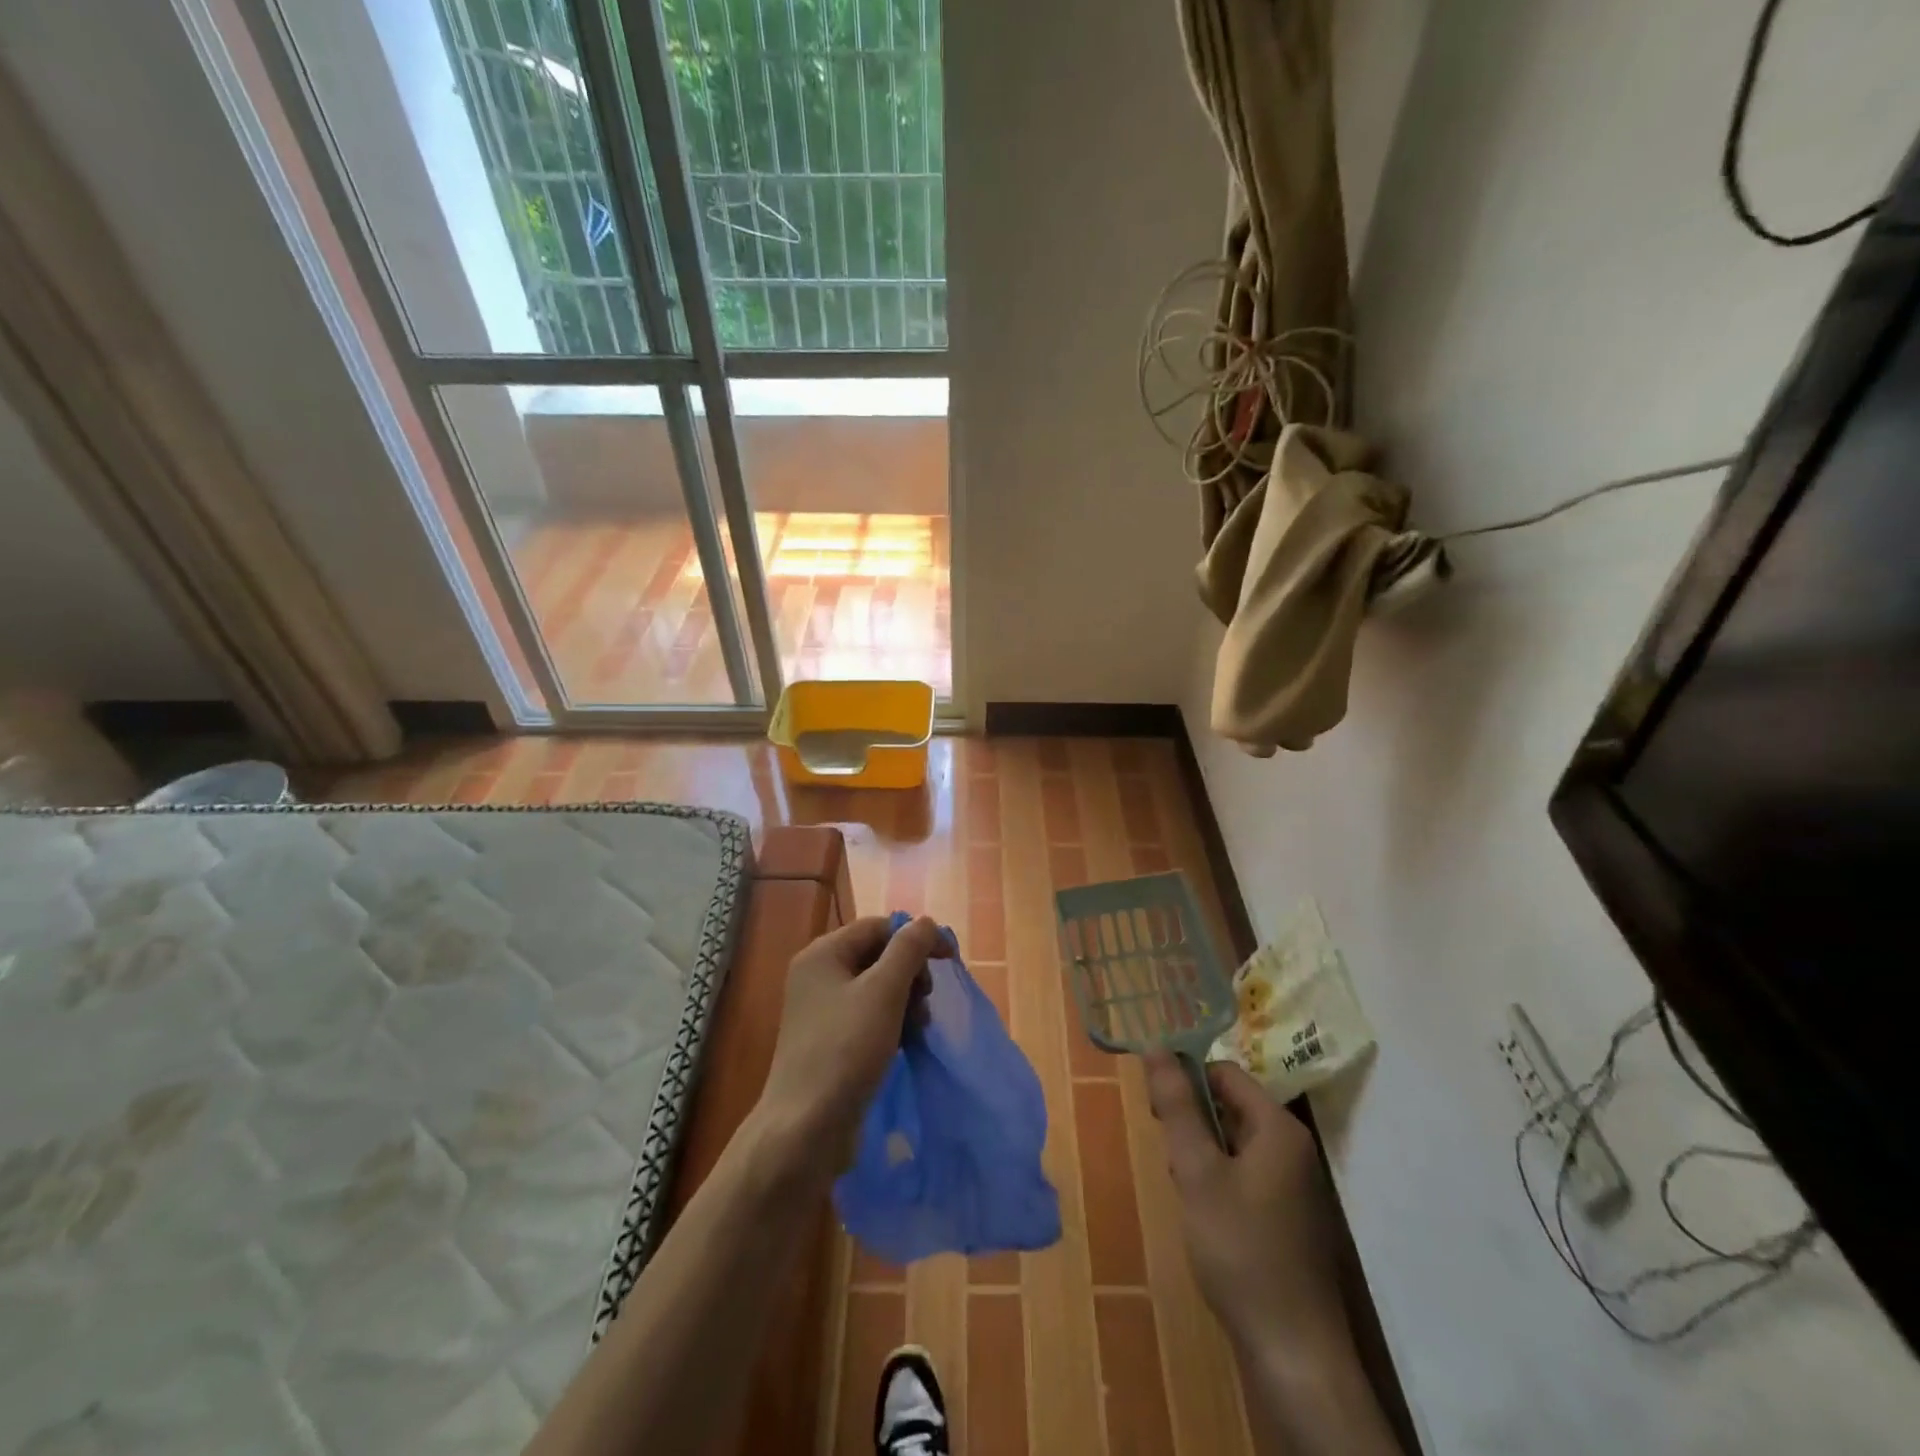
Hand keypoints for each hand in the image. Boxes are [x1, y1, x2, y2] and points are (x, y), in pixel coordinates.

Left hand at [756, 916, 949, 1174]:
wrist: (806, 1128)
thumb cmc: (846, 1049)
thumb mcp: (883, 992)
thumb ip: (908, 950)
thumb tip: (926, 922)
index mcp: (822, 953)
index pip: (878, 927)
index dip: (916, 938)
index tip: (948, 961)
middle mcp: (818, 975)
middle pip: (877, 955)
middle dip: (910, 973)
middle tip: (926, 1000)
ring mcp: (821, 1010)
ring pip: (876, 988)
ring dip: (905, 1000)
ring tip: (919, 1026)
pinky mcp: (829, 1040)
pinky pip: (868, 1015)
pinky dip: (891, 1022)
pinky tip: (905, 1042)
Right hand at [1144, 1052, 1346, 1355]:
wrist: (1293, 1351)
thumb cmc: (1240, 1249)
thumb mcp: (1197, 1171)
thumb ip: (1177, 1107)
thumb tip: (1157, 1047)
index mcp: (1278, 1127)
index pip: (1224, 1072)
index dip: (1186, 1079)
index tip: (1153, 1106)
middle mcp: (1292, 1147)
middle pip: (1231, 1105)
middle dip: (1193, 1121)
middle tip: (1167, 1153)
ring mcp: (1294, 1184)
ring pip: (1235, 1142)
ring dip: (1203, 1153)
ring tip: (1184, 1188)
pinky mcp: (1288, 1216)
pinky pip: (1246, 1174)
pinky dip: (1219, 1180)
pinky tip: (1204, 1214)